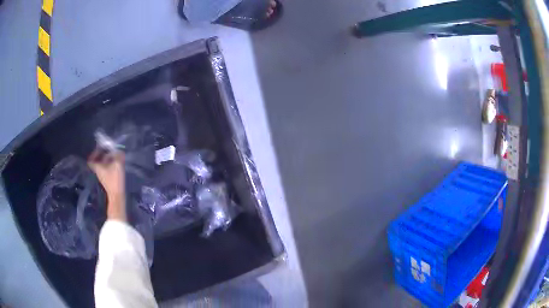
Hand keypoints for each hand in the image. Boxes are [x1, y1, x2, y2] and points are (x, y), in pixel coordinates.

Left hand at [88, 149, 126, 221]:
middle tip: (109, 150)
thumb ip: (118, 155)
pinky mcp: (108, 180)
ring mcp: (103, 176)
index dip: (93, 154)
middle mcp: (98, 171)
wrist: (117, 195)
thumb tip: (118, 151)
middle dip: (103, 155)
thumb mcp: (117, 164)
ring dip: (108, 160)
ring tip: (115, 156)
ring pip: (103, 165)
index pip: (90, 160)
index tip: (99, 149)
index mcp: (97, 167)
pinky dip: (111, 165)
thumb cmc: (115, 179)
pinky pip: (107, 169)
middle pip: (98, 162)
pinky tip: (117, 164)